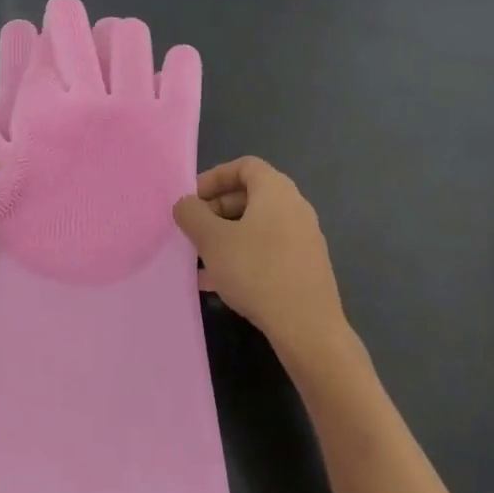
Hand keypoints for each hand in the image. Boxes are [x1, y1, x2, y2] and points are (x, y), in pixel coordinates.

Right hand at [173, 157, 353, 370]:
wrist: (307, 326)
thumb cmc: (256, 271)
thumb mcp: (212, 240)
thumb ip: (192, 215)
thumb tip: (186, 204)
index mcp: (276, 191)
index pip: (244, 166)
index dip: (214, 177)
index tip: (192, 200)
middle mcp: (295, 207)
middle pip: (250, 196)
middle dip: (216, 210)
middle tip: (193, 231)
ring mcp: (303, 238)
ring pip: (256, 226)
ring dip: (226, 237)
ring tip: (199, 259)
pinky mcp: (305, 266)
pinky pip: (267, 249)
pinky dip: (242, 256)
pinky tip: (218, 283)